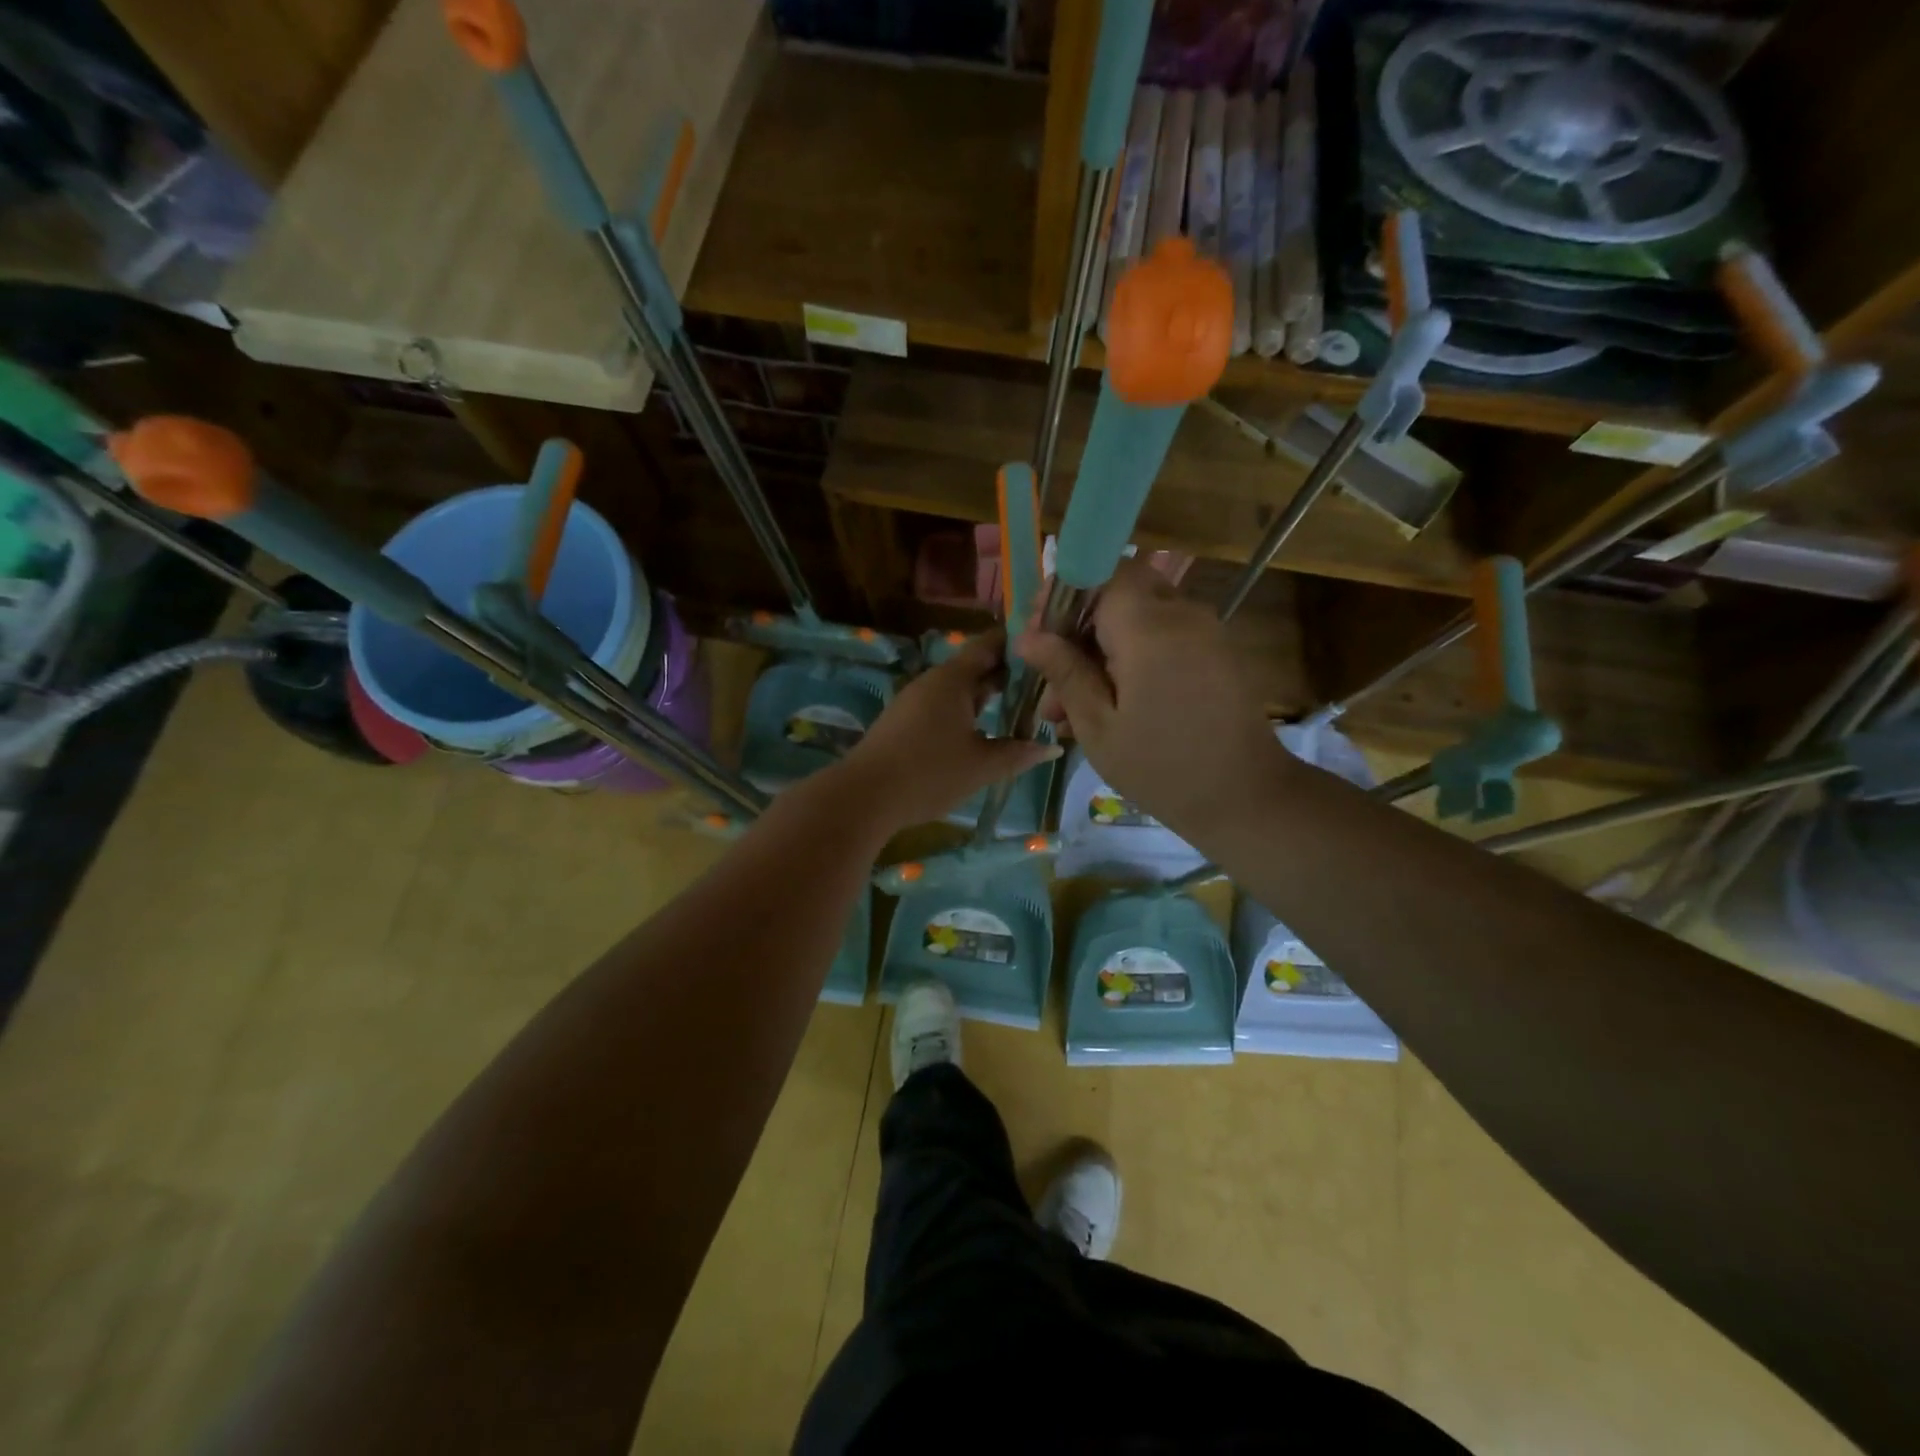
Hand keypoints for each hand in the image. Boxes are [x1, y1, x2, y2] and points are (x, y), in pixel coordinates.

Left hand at [833, 630, 1060, 831]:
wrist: (864, 796)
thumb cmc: (930, 773)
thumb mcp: (982, 765)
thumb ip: (1019, 753)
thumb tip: (1052, 746)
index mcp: (953, 679)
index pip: (989, 645)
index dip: (1017, 645)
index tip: (1046, 650)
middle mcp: (932, 681)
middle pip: (974, 667)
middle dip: (1006, 676)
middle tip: (1041, 688)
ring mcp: (914, 701)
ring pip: (957, 690)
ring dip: (984, 697)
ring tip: (1017, 712)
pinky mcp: (903, 722)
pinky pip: (941, 706)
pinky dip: (964, 712)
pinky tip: (979, 732)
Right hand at [1013, 559, 1284, 838]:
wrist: (1246, 798)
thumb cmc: (1161, 767)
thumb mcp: (1098, 725)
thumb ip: (1064, 672)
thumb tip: (1026, 636)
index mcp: (1150, 628)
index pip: (1100, 573)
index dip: (1064, 593)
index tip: (1039, 632)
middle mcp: (1182, 615)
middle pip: (1119, 593)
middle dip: (1079, 626)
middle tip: (1051, 677)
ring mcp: (1204, 632)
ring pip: (1138, 618)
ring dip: (1102, 648)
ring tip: (1070, 707)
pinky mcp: (1215, 652)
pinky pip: (1163, 637)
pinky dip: (1131, 657)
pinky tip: (1109, 704)